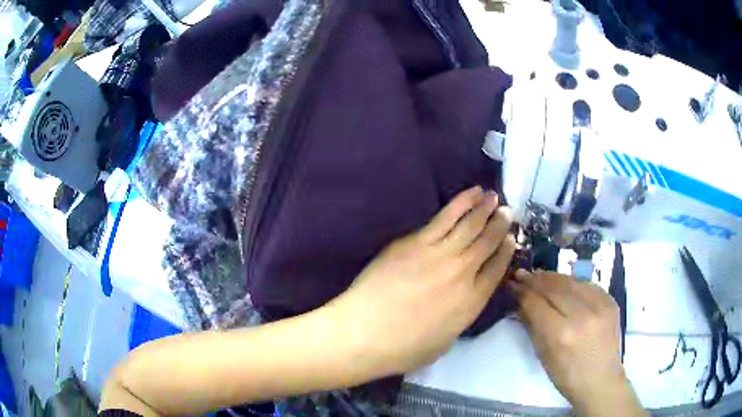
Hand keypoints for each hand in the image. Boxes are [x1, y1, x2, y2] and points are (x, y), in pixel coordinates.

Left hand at [326, 186, 515, 375]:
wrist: (365, 332)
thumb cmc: (403, 348)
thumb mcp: (445, 340)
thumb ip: (461, 316)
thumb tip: (465, 298)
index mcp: (473, 301)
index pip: (497, 269)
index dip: (507, 251)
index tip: (512, 239)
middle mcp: (463, 272)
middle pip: (488, 243)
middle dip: (500, 225)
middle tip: (508, 211)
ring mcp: (440, 253)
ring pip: (470, 225)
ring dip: (484, 208)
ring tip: (493, 196)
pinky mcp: (416, 241)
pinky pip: (446, 217)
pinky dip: (462, 203)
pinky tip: (471, 194)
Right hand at [511, 271, 646, 416]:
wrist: (601, 380)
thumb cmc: (567, 376)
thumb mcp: (543, 356)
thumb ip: (532, 326)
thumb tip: (519, 303)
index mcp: (560, 334)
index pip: (536, 303)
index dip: (522, 291)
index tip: (511, 284)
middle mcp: (581, 315)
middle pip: (553, 287)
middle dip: (535, 279)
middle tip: (521, 274)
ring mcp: (599, 305)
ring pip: (571, 281)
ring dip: (552, 277)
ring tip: (539, 275)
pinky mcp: (610, 301)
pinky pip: (587, 285)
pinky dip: (572, 283)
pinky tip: (564, 284)